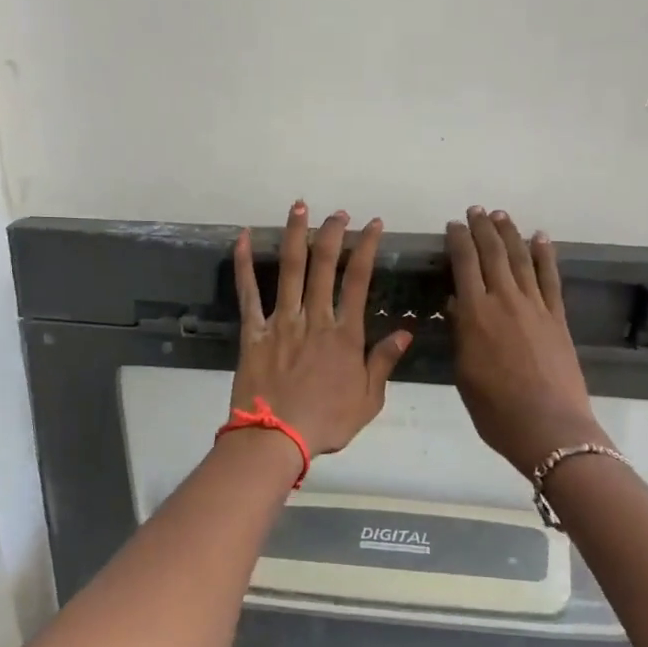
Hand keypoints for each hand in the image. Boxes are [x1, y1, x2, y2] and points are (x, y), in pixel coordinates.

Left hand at [231, 202, 410, 457]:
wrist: (277, 438)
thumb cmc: (326, 423)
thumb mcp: (368, 399)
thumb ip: (383, 362)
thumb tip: (404, 331)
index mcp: (345, 335)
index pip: (359, 280)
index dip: (367, 248)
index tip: (373, 225)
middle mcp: (315, 319)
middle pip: (324, 266)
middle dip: (332, 234)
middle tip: (337, 213)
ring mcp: (282, 322)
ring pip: (289, 270)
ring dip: (295, 236)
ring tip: (299, 208)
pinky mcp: (254, 332)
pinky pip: (248, 294)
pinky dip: (245, 265)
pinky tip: (243, 238)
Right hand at [448, 206, 605, 473]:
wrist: (548, 427)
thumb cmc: (495, 409)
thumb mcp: (464, 373)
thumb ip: (461, 334)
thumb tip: (457, 304)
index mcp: (475, 315)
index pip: (464, 265)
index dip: (458, 241)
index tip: (452, 225)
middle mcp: (504, 301)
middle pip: (493, 254)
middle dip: (482, 229)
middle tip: (475, 211)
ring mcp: (535, 307)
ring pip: (520, 259)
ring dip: (510, 233)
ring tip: (501, 215)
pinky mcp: (557, 317)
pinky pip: (550, 278)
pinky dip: (544, 255)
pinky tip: (541, 238)